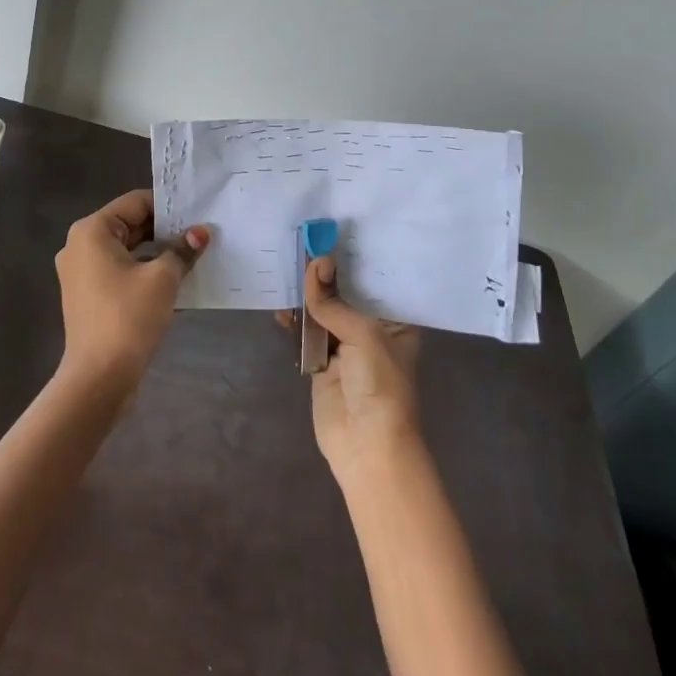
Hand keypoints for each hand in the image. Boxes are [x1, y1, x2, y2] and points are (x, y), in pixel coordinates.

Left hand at [53, 189, 207, 403]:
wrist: (98, 378)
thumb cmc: (128, 317)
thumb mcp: (162, 279)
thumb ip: (181, 250)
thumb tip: (200, 233)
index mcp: (92, 230)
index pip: (135, 203)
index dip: (168, 206)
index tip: (198, 212)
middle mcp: (80, 245)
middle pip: (129, 225)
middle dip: (165, 231)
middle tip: (200, 234)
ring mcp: (81, 273)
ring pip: (126, 250)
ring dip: (157, 253)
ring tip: (192, 256)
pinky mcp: (88, 296)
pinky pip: (120, 272)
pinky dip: (144, 272)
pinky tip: (174, 281)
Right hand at [291, 255, 421, 481]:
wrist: (367, 445)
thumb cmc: (380, 384)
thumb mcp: (362, 334)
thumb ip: (333, 300)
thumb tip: (316, 261)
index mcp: (395, 321)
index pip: (375, 280)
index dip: (355, 257)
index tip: (332, 229)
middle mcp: (372, 328)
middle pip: (345, 293)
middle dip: (325, 272)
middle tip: (303, 240)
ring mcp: (345, 345)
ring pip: (323, 310)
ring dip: (306, 293)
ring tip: (286, 265)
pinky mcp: (321, 361)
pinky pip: (305, 332)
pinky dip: (294, 318)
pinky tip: (280, 304)